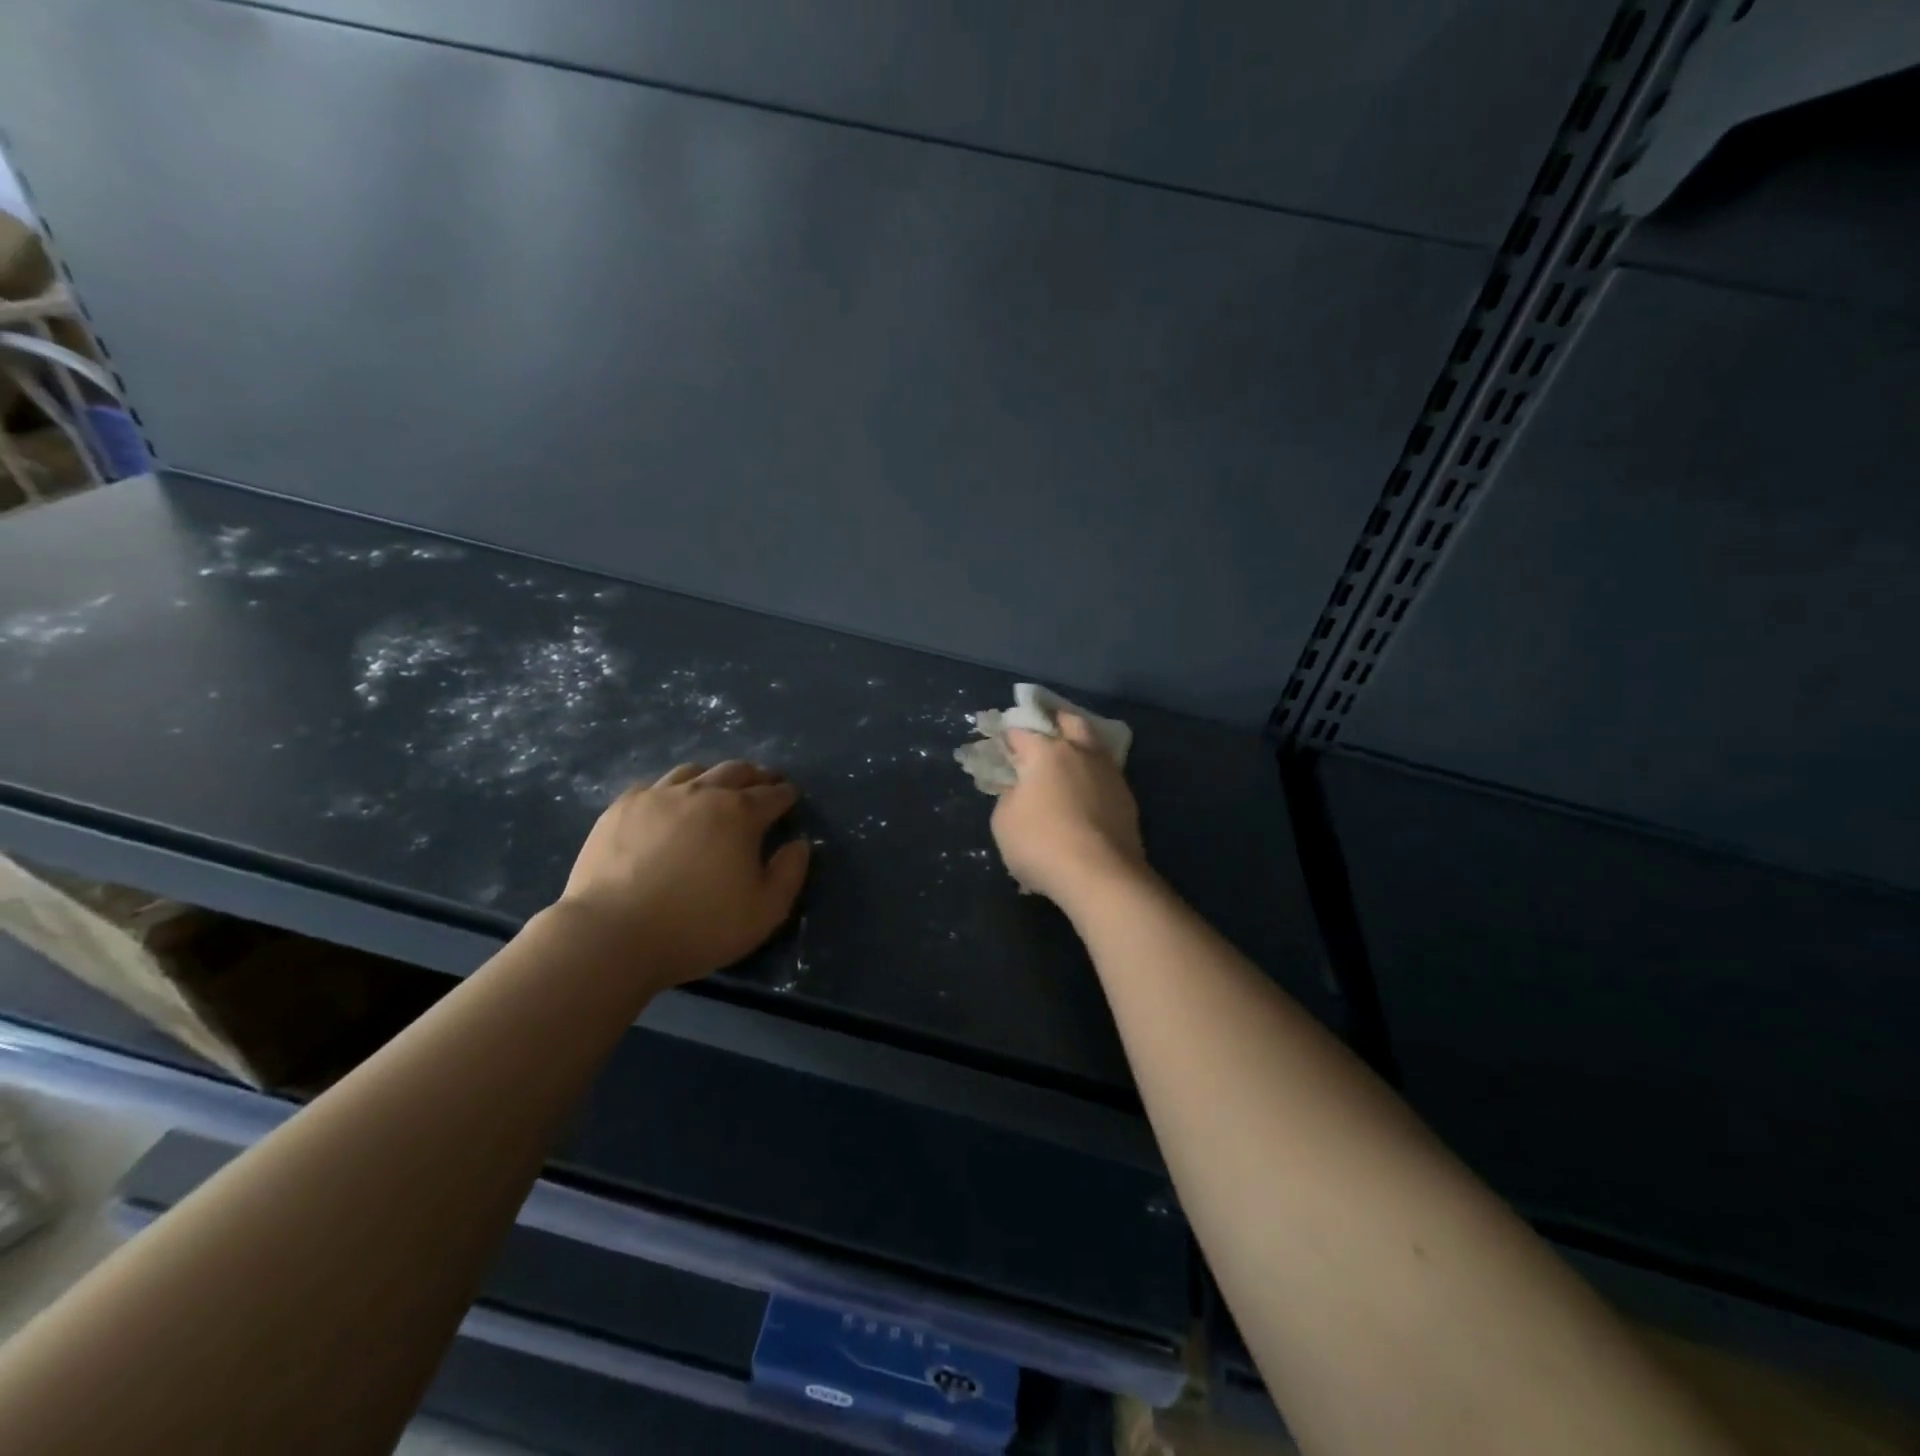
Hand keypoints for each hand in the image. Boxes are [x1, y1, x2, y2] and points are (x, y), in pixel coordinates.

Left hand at [556, 761, 811, 985]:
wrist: (612, 935)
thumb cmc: (698, 926)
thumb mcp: (764, 912)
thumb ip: (789, 873)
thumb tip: (798, 844)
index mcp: (740, 814)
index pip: (772, 795)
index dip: (785, 795)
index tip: (790, 796)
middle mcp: (702, 793)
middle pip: (735, 771)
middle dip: (755, 776)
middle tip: (762, 783)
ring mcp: (657, 796)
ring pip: (693, 772)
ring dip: (713, 777)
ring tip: (716, 789)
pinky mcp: (621, 808)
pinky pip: (654, 787)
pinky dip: (671, 791)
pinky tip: (668, 807)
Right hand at [990, 714, 1148, 907]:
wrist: (1100, 875)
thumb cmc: (1041, 843)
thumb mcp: (1004, 821)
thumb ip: (1009, 796)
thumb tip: (1020, 789)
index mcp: (1045, 751)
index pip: (1021, 732)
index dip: (1008, 736)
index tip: (1001, 744)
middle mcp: (1080, 752)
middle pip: (1070, 722)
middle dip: (1055, 721)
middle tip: (1043, 733)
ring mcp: (1109, 773)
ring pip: (1094, 746)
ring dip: (1080, 747)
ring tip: (1067, 764)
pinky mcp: (1127, 798)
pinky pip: (1105, 775)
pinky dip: (1093, 777)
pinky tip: (1085, 792)